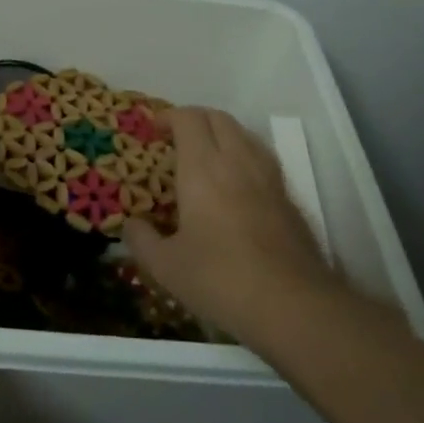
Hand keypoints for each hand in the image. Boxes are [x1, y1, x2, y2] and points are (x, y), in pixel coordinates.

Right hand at [123, 107, 334, 345]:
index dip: (168, 117)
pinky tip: (237, 184)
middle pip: (218, 118)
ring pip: (244, 133)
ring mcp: (268, 176)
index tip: (153, 130)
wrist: (293, 305)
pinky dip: (243, 156)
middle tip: (176, 138)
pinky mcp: (288, 197)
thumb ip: (142, 241)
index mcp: (202, 167)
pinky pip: (262, 158)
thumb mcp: (166, 267)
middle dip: (195, 119)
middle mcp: (237, 161)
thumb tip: (130, 224)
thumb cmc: (221, 279)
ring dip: (222, 133)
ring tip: (206, 155)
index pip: (188, 119)